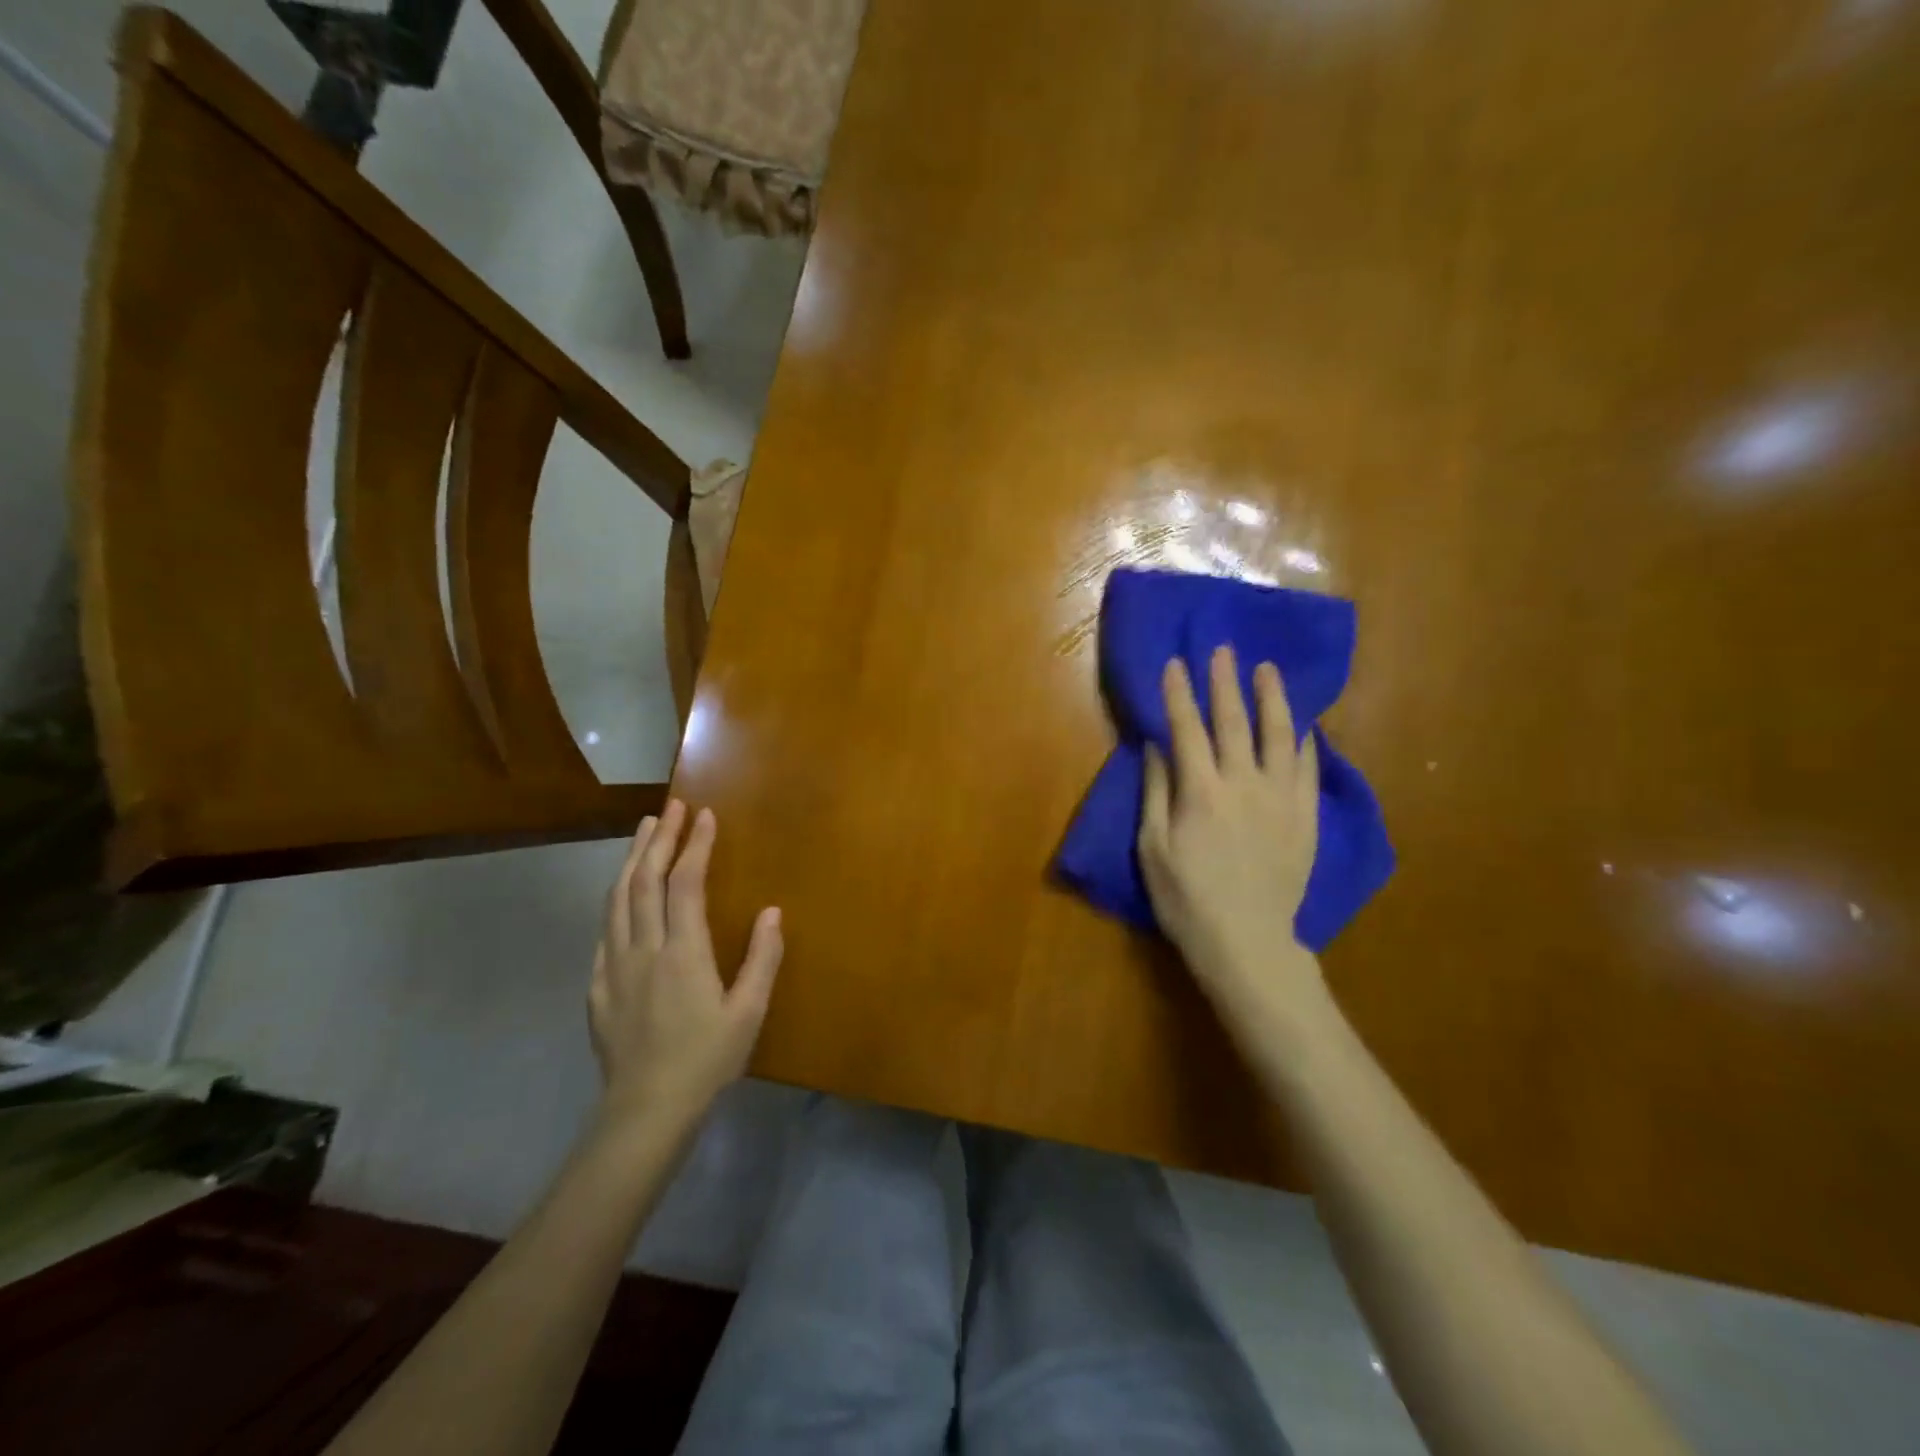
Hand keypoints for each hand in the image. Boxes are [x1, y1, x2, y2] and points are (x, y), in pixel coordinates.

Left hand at [588, 801, 782, 1135]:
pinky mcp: (597, 987)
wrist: (646, 1112)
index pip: (685, 883)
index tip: (706, 815)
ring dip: (632, 859)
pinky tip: (622, 894)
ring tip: (644, 831)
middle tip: (672, 807)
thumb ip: (762, 959)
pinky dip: (615, 900)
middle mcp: (644, 949)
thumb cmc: (706, 1061)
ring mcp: (614, 967)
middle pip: (645, 880)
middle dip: (659, 839)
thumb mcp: (749, 1013)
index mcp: (683, 953)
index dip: (695, 845)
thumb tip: (771, 912)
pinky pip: (604, 931)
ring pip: (618, 899)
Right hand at [1137, 646, 1327, 1023]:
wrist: (1247, 942)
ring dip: (1272, 698)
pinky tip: (1303, 726)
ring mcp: (1281, 799)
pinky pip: (1308, 770)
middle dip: (1225, 682)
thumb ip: (1156, 792)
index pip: (1187, 728)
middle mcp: (1244, 783)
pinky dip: (1304, 742)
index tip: (1175, 663)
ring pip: (1280, 736)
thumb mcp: (1152, 848)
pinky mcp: (1305, 817)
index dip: (1179, 693)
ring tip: (1267, 670)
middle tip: (1224, 649)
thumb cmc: (1186, 899)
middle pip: (1234, 721)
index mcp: (1201, 790)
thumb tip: (1156, 747)